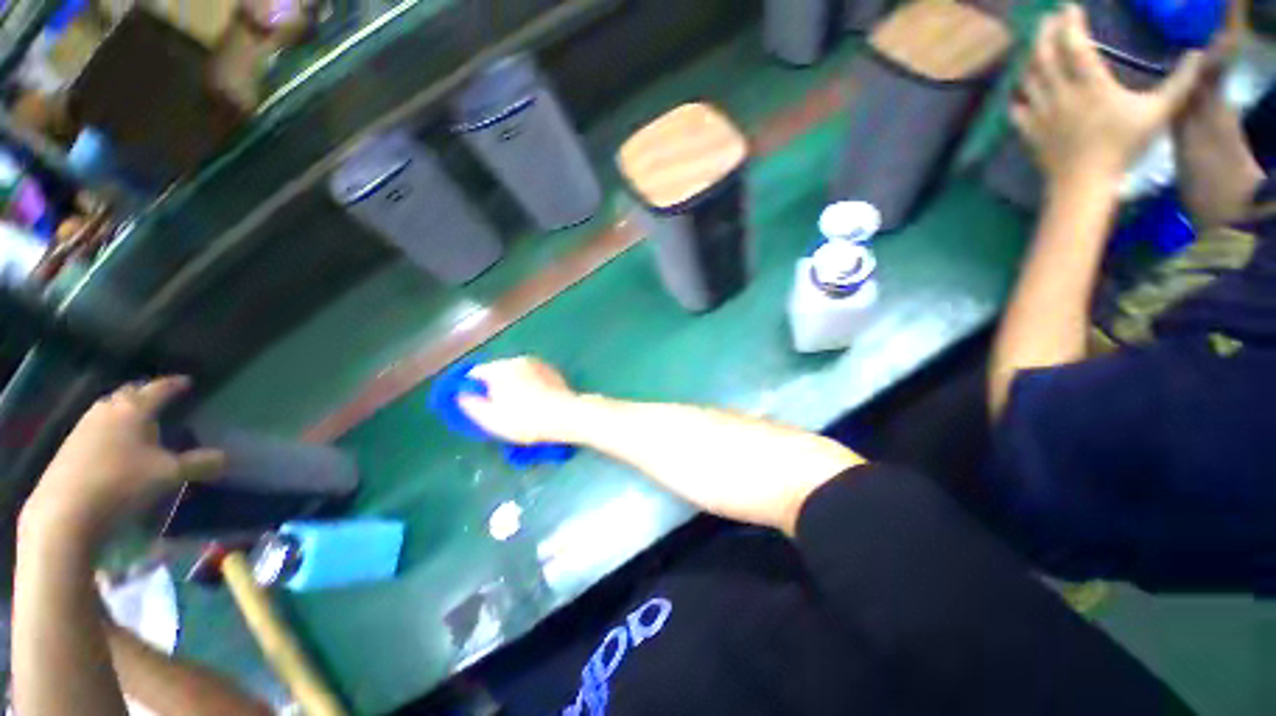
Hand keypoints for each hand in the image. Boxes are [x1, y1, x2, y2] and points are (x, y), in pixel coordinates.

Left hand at [22, 377, 224, 540]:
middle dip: (144, 394)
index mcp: (133, 409)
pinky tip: (113, 446)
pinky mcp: (69, 448)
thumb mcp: (168, 475)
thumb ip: (197, 464)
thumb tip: (225, 457)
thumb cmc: (122, 483)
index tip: (186, 381)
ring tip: (137, 420)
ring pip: (108, 410)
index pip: (158, 389)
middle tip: (159, 398)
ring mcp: (83, 429)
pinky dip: (109, 430)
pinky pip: (95, 428)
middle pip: (127, 394)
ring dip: (123, 411)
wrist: (65, 513)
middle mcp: (107, 411)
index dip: (174, 384)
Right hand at [457, 357, 580, 444]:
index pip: (476, 373)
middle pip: (498, 372)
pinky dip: (530, 386)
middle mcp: (519, 360)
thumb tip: (462, 395)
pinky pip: (533, 377)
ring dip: (514, 386)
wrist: (567, 415)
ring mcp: (538, 363)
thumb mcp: (491, 419)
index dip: (473, 389)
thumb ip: (472, 405)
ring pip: (517, 374)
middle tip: (500, 410)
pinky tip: (536, 402)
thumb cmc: (526, 419)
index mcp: (501, 368)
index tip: (478, 405)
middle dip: (495, 388)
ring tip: (520, 408)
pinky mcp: (553, 371)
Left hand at [1012, 5, 1204, 186]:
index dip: (1070, 23)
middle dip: (1045, 33)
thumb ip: (1181, 83)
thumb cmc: (1123, 147)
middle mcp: (1060, 94)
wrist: (1084, 184)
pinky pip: (1015, 108)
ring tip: (1036, 47)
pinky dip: (1016, 94)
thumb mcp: (1159, 113)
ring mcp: (1040, 113)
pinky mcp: (1029, 131)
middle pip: (1044, 56)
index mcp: (1090, 85)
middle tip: (1049, 19)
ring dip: (1030, 59)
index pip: (1075, 45)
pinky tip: (1019, 88)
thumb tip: (1198, 53)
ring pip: (1027, 78)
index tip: (1069, 7)